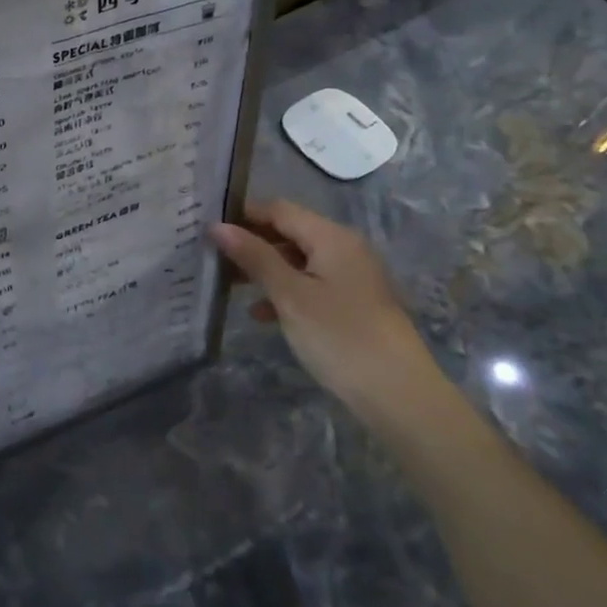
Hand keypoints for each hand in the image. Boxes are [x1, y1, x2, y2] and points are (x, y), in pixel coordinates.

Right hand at [210, 199, 449, 426]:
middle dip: (251, 242)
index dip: (243, 214)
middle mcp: (344, 248)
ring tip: (228, 284)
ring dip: (264, 268)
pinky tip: (261, 313)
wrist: (400, 397)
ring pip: (297, 259)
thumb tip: (218, 226)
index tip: (206, 227)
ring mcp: (351, 277)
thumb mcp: (290, 295)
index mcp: (331, 237)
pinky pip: (310, 283)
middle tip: (212, 257)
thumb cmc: (340, 337)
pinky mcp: (352, 303)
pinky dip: (284, 290)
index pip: (278, 209)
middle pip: (288, 232)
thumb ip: (254, 257)